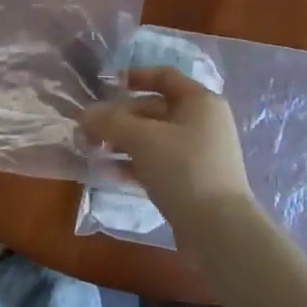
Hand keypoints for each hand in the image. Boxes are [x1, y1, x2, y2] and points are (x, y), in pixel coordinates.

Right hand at [81, 67, 252, 243]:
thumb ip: (111, 122)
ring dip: (122, 142)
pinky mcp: (191, 181)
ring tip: (91, 150)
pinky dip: (133, 164)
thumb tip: (86, 115)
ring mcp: (198, 153)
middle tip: (88, 129)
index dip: (136, 76)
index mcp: (200, 101)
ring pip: (153, 138)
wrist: (220, 231)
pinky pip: (157, 163)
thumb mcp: (143, 139)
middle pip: (154, 109)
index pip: (165, 77)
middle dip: (120, 117)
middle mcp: (202, 122)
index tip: (108, 84)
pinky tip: (106, 172)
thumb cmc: (184, 170)